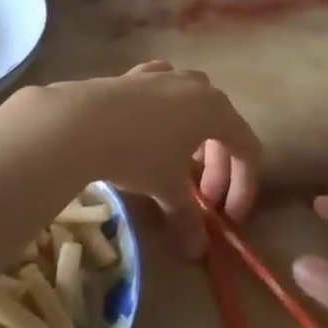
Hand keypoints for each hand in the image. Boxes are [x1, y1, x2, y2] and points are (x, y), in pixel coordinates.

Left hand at [4, 62, 260, 259]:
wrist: (79, 122)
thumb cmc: (137, 153)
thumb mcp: (167, 189)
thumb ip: (187, 218)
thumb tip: (196, 251)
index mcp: (217, 111)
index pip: (247, 149)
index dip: (245, 186)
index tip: (229, 217)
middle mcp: (198, 87)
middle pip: (222, 128)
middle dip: (217, 169)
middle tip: (203, 202)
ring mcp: (165, 76)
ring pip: (194, 105)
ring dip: (195, 138)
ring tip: (179, 164)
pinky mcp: (136, 75)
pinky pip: (163, 92)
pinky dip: (166, 111)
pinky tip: (152, 125)